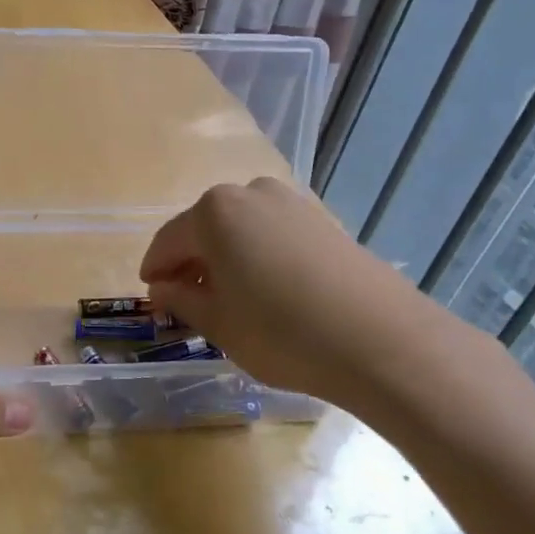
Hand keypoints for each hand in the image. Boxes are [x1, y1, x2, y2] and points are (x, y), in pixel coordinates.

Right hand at [138, 177, 448, 408]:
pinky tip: (268, 292)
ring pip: (241, 230)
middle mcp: (250, 193)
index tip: (151, 296)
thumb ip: (182, 300)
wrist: (382, 341)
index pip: (168, 241)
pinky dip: (259, 257)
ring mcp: (292, 203)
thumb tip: (163, 288)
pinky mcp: (324, 221)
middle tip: (187, 300)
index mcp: (214, 212)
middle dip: (191, 263)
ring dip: (226, 259)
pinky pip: (273, 234)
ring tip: (229, 299)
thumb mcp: (218, 324)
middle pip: (205, 229)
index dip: (155, 271)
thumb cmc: (282, 332)